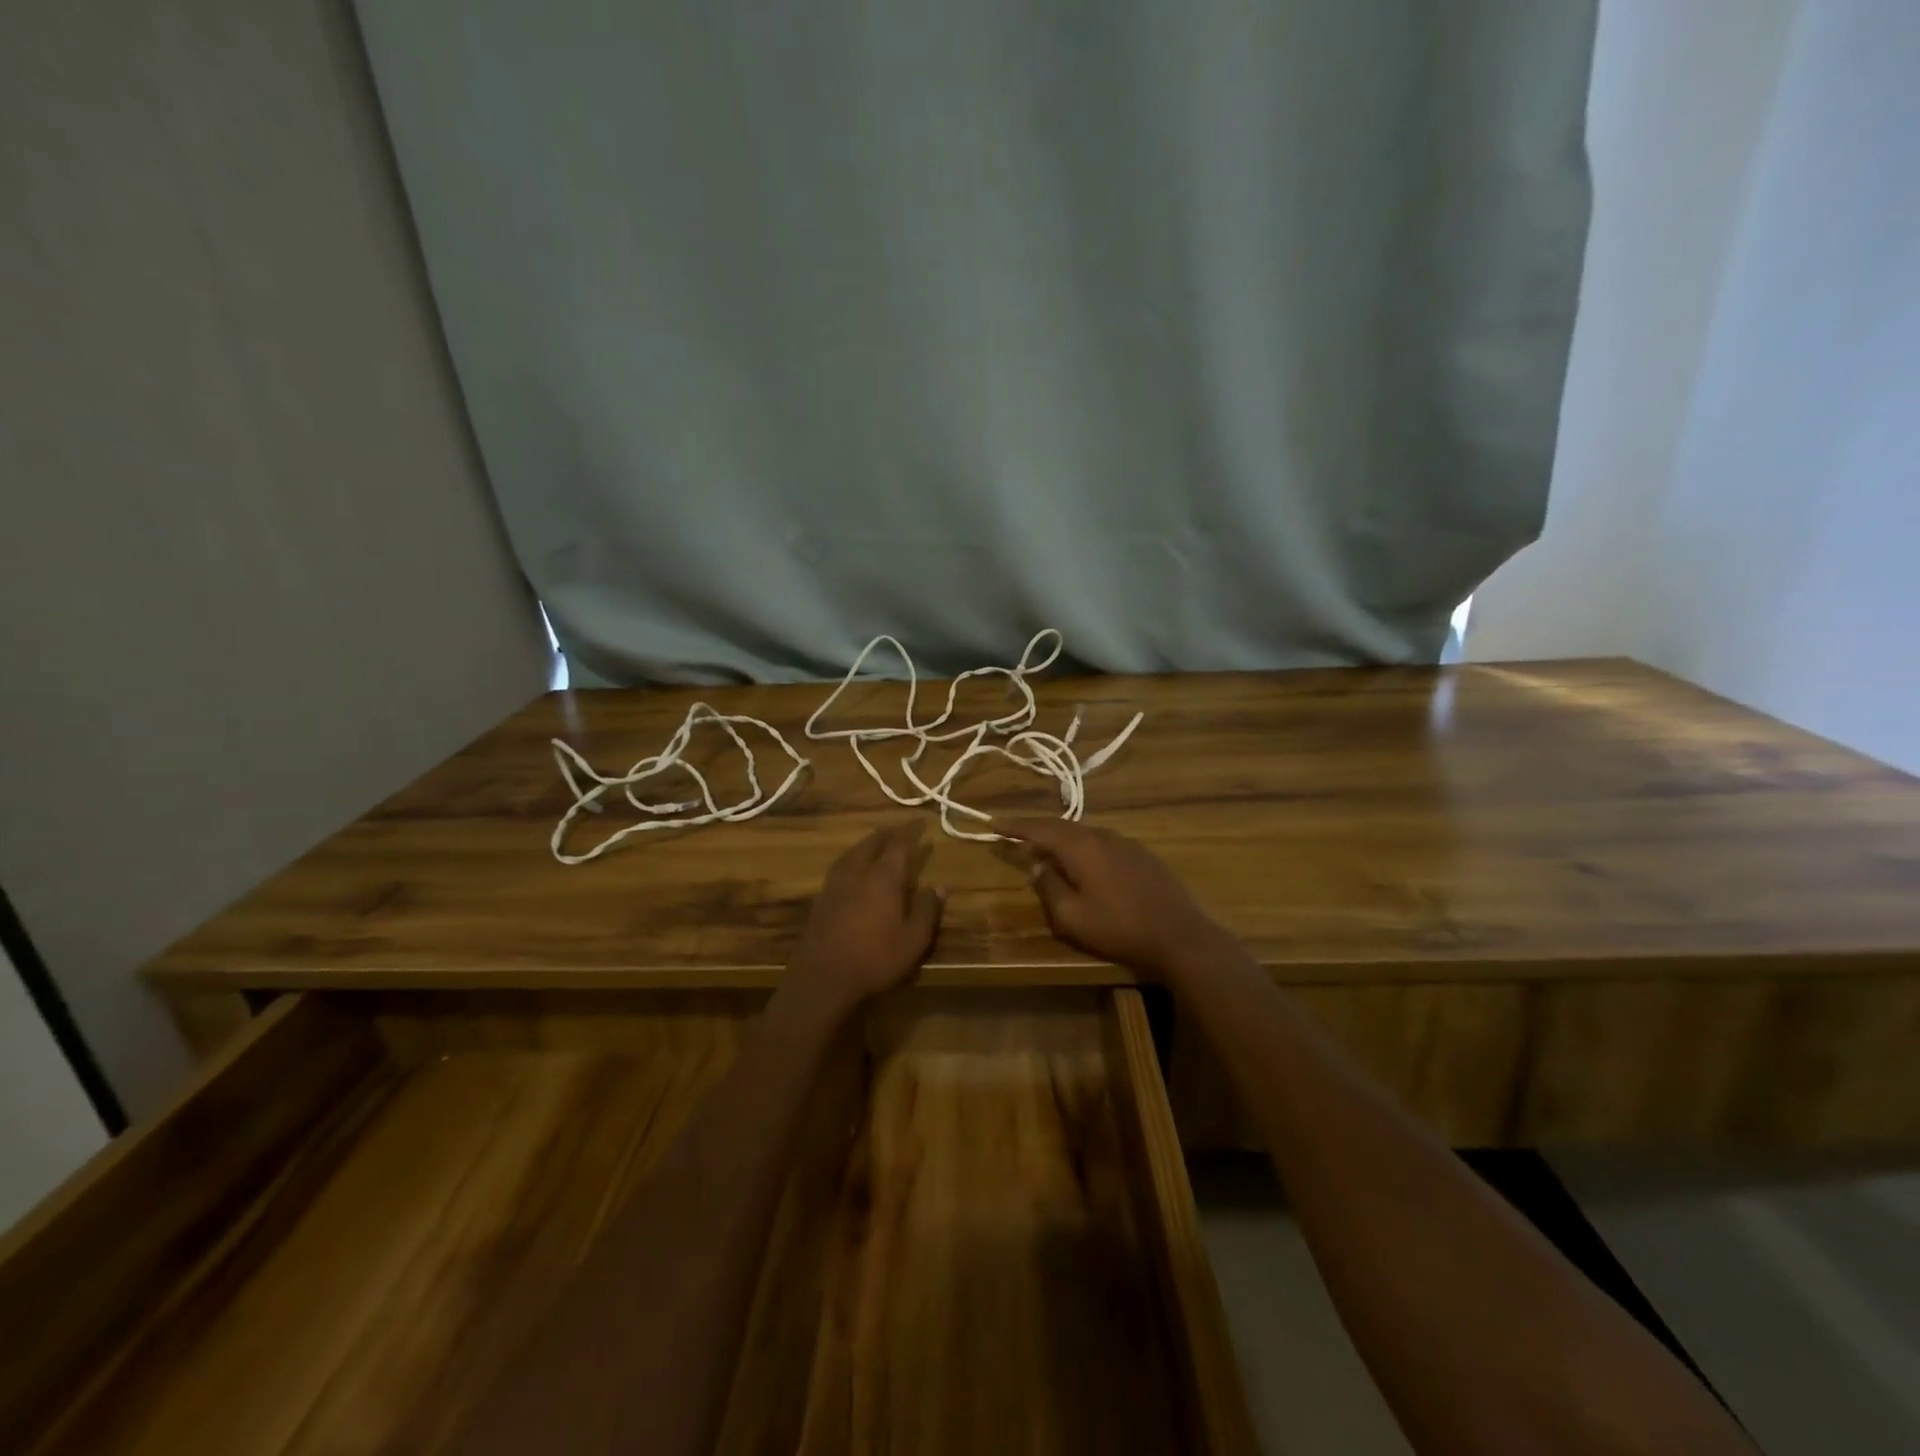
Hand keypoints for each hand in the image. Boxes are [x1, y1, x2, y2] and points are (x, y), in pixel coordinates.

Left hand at [787, 821, 944, 1010]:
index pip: (899, 845)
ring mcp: (835, 885)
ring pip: (852, 853)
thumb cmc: (875, 959)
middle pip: (872, 844)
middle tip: (899, 830)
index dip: (911, 831)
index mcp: (883, 878)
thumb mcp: (913, 940)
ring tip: (875, 843)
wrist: (822, 979)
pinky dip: (852, 859)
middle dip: (887, 834)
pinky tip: (852, 869)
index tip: (921, 822)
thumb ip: (928, 910)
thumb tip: (942, 886)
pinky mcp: (821, 900)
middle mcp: (857, 873)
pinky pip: (840, 867)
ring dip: (867, 844)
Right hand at [1007, 819, 1223, 978]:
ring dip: (1061, 838)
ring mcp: (1127, 844)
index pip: (1040, 829)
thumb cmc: (1119, 929)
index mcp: (1082, 847)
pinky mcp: (1143, 856)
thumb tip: (1037, 867)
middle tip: (1015, 835)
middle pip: (1063, 826)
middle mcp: (1103, 836)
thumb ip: (1049, 887)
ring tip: (1046, 849)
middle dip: (1037, 830)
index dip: (1015, 826)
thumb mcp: (1072, 917)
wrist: (1180, 936)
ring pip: (1085, 833)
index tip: (993, 823)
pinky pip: (1103, 842)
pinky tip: (1084, 862)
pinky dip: (1084, 847)